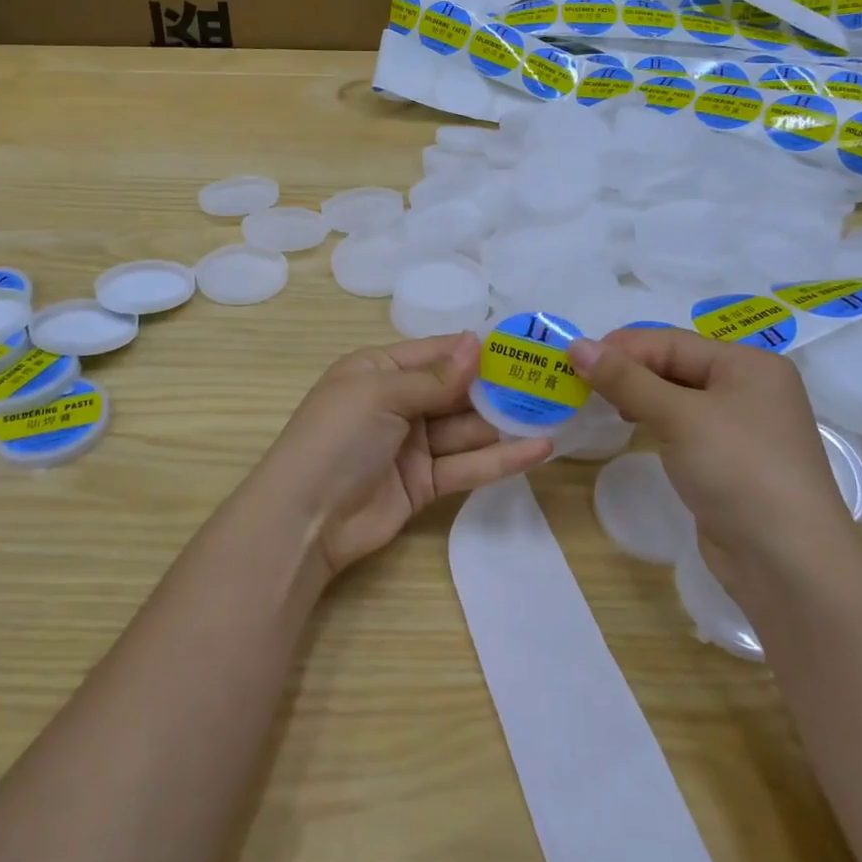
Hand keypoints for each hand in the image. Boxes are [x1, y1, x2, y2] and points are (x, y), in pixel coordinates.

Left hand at [236, 332, 551, 578]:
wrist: (305, 519)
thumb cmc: (337, 438)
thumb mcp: (380, 394)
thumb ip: (434, 377)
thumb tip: (477, 342)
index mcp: (378, 370)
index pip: (435, 352)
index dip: (476, 350)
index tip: (522, 345)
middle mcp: (397, 403)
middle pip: (456, 391)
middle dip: (499, 387)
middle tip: (550, 381)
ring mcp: (412, 445)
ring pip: (466, 429)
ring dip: (507, 422)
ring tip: (556, 412)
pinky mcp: (425, 483)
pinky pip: (467, 466)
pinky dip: (500, 459)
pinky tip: (539, 450)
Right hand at [570, 328, 857, 579]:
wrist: (788, 562)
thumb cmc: (738, 470)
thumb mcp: (679, 416)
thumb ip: (626, 379)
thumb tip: (577, 345)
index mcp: (748, 364)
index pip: (671, 342)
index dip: (621, 348)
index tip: (572, 360)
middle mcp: (750, 388)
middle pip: (676, 365)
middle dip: (628, 371)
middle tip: (579, 384)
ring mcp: (742, 427)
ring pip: (677, 396)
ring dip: (638, 396)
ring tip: (599, 404)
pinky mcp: (730, 460)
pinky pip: (684, 426)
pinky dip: (655, 421)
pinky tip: (631, 428)